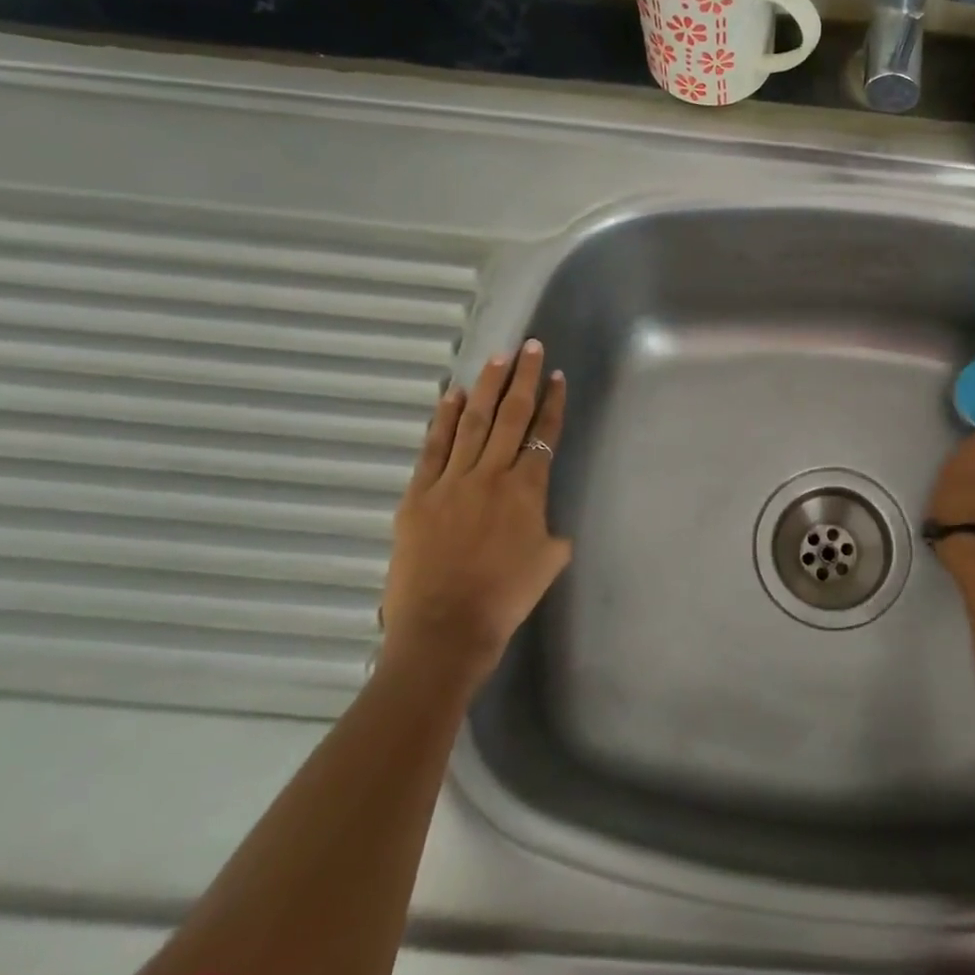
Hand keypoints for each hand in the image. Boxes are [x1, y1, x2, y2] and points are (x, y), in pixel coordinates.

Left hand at [381, 340, 570, 684]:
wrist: (446, 628)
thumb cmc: (506, 598)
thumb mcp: (548, 561)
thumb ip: (551, 532)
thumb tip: (543, 522)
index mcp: (527, 490)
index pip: (543, 434)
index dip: (552, 403)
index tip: (556, 375)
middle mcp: (491, 474)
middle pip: (510, 415)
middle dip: (522, 378)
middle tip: (529, 346)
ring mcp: (451, 481)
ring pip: (472, 422)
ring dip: (486, 387)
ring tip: (496, 358)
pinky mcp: (418, 495)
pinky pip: (433, 449)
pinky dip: (442, 420)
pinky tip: (451, 397)